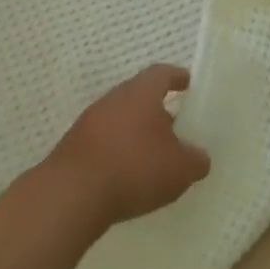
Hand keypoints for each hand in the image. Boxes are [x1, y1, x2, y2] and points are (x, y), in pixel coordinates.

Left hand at [45, 64, 210, 226]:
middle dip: (159, 112)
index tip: (188, 83)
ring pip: (121, 120)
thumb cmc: (134, 168)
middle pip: (139, 97)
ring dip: (137, 134)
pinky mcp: (74, 147)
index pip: (161, 74)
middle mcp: (112, 100)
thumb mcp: (180, 169)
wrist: (71, 194)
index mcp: (140, 93)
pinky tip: (129, 176)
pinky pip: (105, 142)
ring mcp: (88, 122)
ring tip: (155, 158)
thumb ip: (196, 160)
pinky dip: (120, 153)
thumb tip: (198, 157)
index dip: (177, 77)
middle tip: (177, 130)